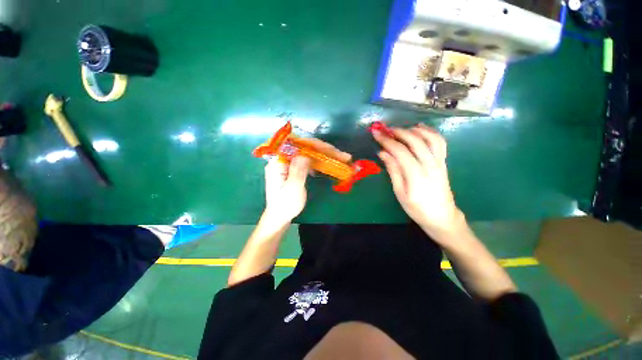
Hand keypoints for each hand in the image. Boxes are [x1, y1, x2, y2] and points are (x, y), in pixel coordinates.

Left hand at [262, 139, 350, 225]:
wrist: (279, 216)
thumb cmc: (285, 205)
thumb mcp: (292, 189)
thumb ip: (298, 171)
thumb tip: (305, 154)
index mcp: (279, 161)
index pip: (298, 145)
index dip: (316, 146)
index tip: (331, 150)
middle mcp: (283, 158)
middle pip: (306, 147)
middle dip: (325, 150)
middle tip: (343, 156)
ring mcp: (290, 162)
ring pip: (309, 152)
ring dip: (325, 154)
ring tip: (341, 158)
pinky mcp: (295, 168)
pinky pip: (309, 160)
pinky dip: (320, 161)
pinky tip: (328, 164)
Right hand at [372, 123, 463, 238]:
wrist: (442, 216)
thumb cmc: (417, 208)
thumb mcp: (400, 192)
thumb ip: (393, 170)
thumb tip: (382, 153)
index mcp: (416, 175)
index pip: (400, 151)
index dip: (387, 141)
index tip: (376, 134)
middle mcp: (430, 165)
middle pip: (415, 141)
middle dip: (398, 132)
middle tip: (385, 130)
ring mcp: (440, 162)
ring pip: (430, 138)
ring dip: (415, 130)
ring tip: (401, 129)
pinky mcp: (443, 162)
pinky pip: (439, 142)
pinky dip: (430, 132)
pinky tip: (420, 130)